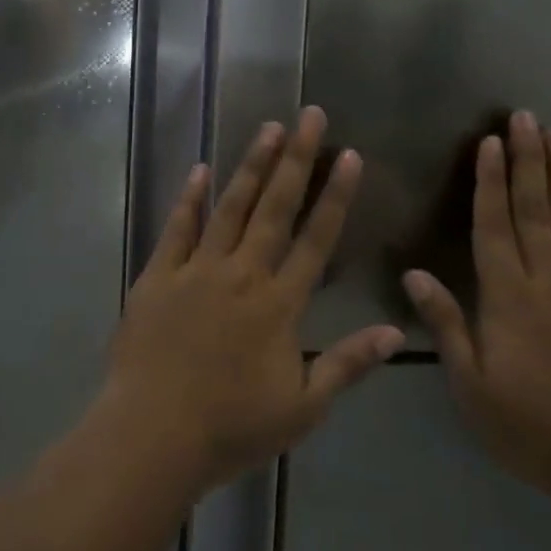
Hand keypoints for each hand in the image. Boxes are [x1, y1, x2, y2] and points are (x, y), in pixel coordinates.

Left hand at [106, 108, 405, 491]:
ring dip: (251, 166)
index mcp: (279, 303)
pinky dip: (189, 198)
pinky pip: (177, 228)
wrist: (153, 435)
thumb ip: (349, 365)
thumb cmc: (232, 427)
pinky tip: (200, 170)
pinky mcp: (158, 275)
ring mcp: (197, 269)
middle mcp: (242, 273)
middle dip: (296, 158)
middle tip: (308, 114)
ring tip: (267, 128)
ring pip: (230, 207)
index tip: (349, 155)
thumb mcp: (303, 408)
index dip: (335, 196)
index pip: (317, 239)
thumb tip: (398, 332)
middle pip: (275, 207)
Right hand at [404, 111, 550, 503]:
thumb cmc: (535, 430)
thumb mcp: (473, 388)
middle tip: (527, 117)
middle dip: (528, 161)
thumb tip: (413, 273)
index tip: (490, 141)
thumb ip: (446, 325)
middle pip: (536, 211)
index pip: (494, 227)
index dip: (490, 182)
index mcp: (509, 299)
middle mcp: (548, 283)